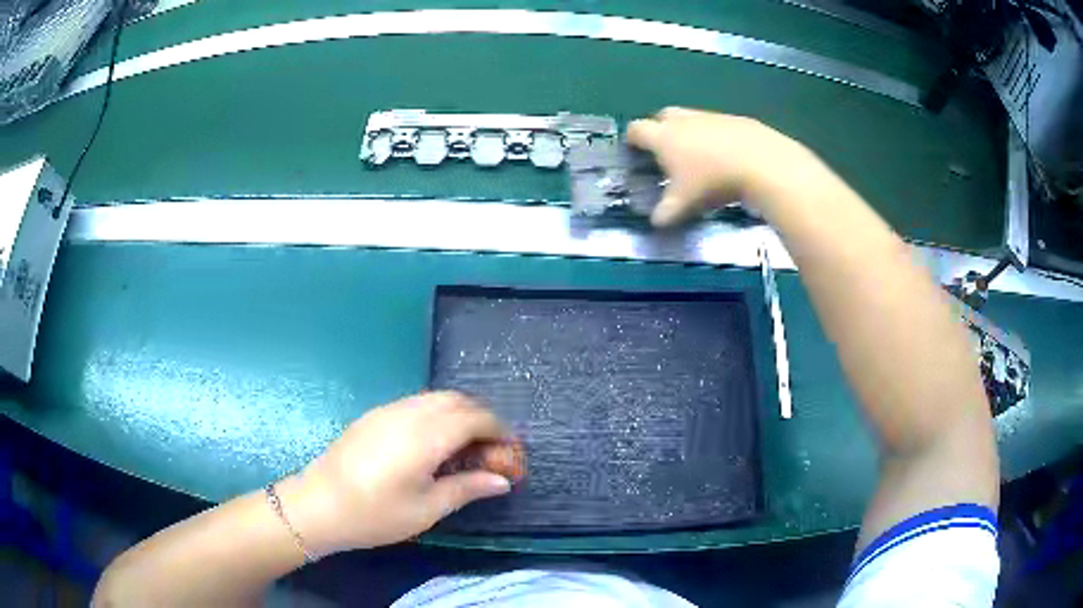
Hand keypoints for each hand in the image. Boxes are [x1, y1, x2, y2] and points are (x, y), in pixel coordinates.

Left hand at [281, 391, 514, 555]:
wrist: (318, 505)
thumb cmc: (375, 514)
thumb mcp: (426, 509)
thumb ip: (467, 488)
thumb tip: (502, 480)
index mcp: (426, 436)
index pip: (475, 418)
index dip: (499, 431)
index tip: (510, 453)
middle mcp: (409, 413)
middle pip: (458, 400)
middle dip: (483, 419)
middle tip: (491, 451)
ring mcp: (389, 410)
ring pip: (436, 398)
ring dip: (460, 414)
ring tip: (466, 447)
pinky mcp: (374, 415)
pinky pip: (417, 403)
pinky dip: (438, 414)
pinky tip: (434, 442)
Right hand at [627, 107, 809, 226]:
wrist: (760, 162)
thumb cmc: (712, 181)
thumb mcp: (685, 203)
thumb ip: (666, 212)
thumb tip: (656, 222)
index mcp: (663, 136)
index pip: (636, 129)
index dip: (632, 139)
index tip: (634, 151)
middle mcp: (683, 120)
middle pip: (662, 116)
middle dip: (660, 129)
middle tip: (666, 151)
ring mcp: (710, 116)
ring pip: (691, 118)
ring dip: (689, 131)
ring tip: (698, 155)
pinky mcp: (734, 119)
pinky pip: (716, 124)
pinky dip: (714, 136)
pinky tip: (726, 155)